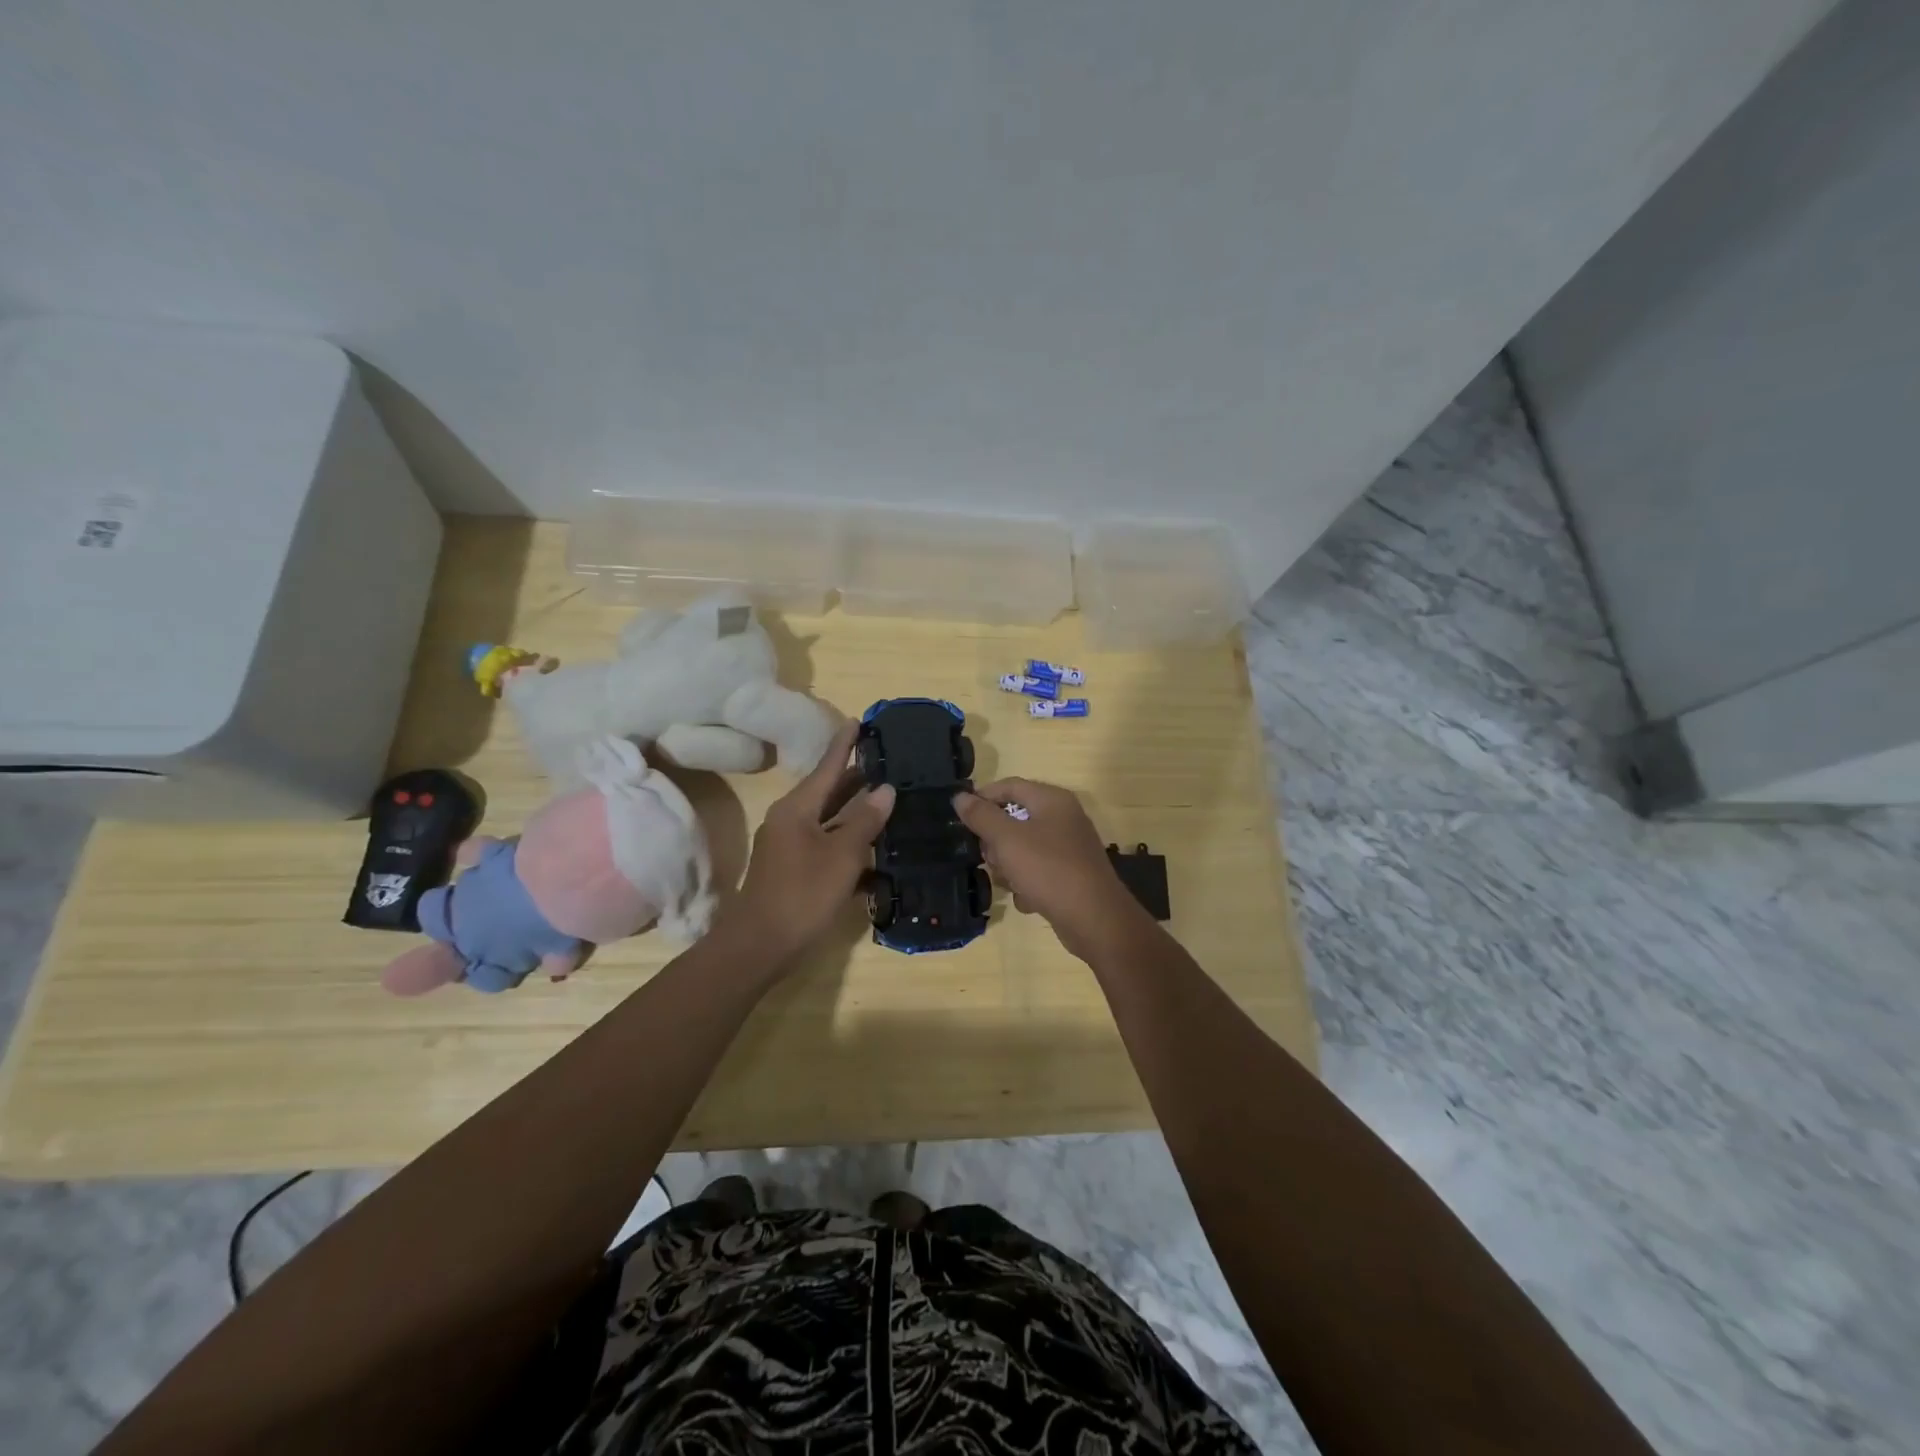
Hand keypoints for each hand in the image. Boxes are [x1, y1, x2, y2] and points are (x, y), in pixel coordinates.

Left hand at [719, 721, 895, 968]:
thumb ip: (864, 820)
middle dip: (856, 779)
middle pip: (828, 792)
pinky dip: (848, 845)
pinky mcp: (793, 872)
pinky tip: (875, 854)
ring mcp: (789, 848)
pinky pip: (826, 847)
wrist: (759, 946)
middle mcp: (790, 821)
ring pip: (829, 821)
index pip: (827, 767)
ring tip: (888, 801)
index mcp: (797, 809)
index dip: (844, 745)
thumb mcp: (842, 856)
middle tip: (887, 763)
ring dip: (856, 813)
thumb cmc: (802, 894)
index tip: (858, 721)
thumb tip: (884, 789)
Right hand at [954, 778, 1150, 961]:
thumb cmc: (1048, 870)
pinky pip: (1037, 871)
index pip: (1010, 785)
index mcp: (1052, 800)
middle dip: (995, 840)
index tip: (961, 818)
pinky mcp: (1070, 874)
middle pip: (1015, 818)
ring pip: (1023, 847)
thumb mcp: (1007, 840)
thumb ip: (981, 816)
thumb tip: (960, 797)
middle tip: (988, 858)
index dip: (983, 797)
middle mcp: (1063, 818)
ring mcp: (1068, 847)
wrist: (1094, 919)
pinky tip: (1027, 899)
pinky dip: (1027, 883)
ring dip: (1009, 865)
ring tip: (1008, 882)